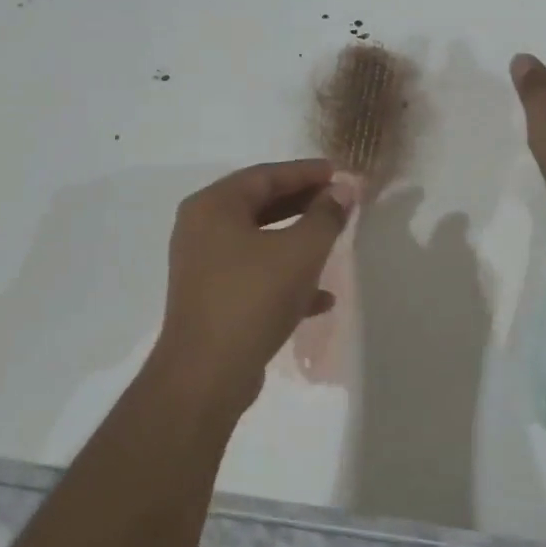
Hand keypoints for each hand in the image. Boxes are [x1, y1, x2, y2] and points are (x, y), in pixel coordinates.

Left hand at [152, 159, 355, 411]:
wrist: (207, 374)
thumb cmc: (253, 298)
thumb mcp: (301, 252)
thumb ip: (326, 216)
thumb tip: (344, 189)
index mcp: (213, 206)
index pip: (266, 175)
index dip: (306, 172)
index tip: (339, 172)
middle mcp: (202, 229)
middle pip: (260, 205)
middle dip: (303, 203)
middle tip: (339, 202)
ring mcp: (204, 266)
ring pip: (259, 241)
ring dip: (297, 241)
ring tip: (334, 242)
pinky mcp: (212, 298)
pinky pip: (255, 275)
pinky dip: (285, 277)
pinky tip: (321, 298)